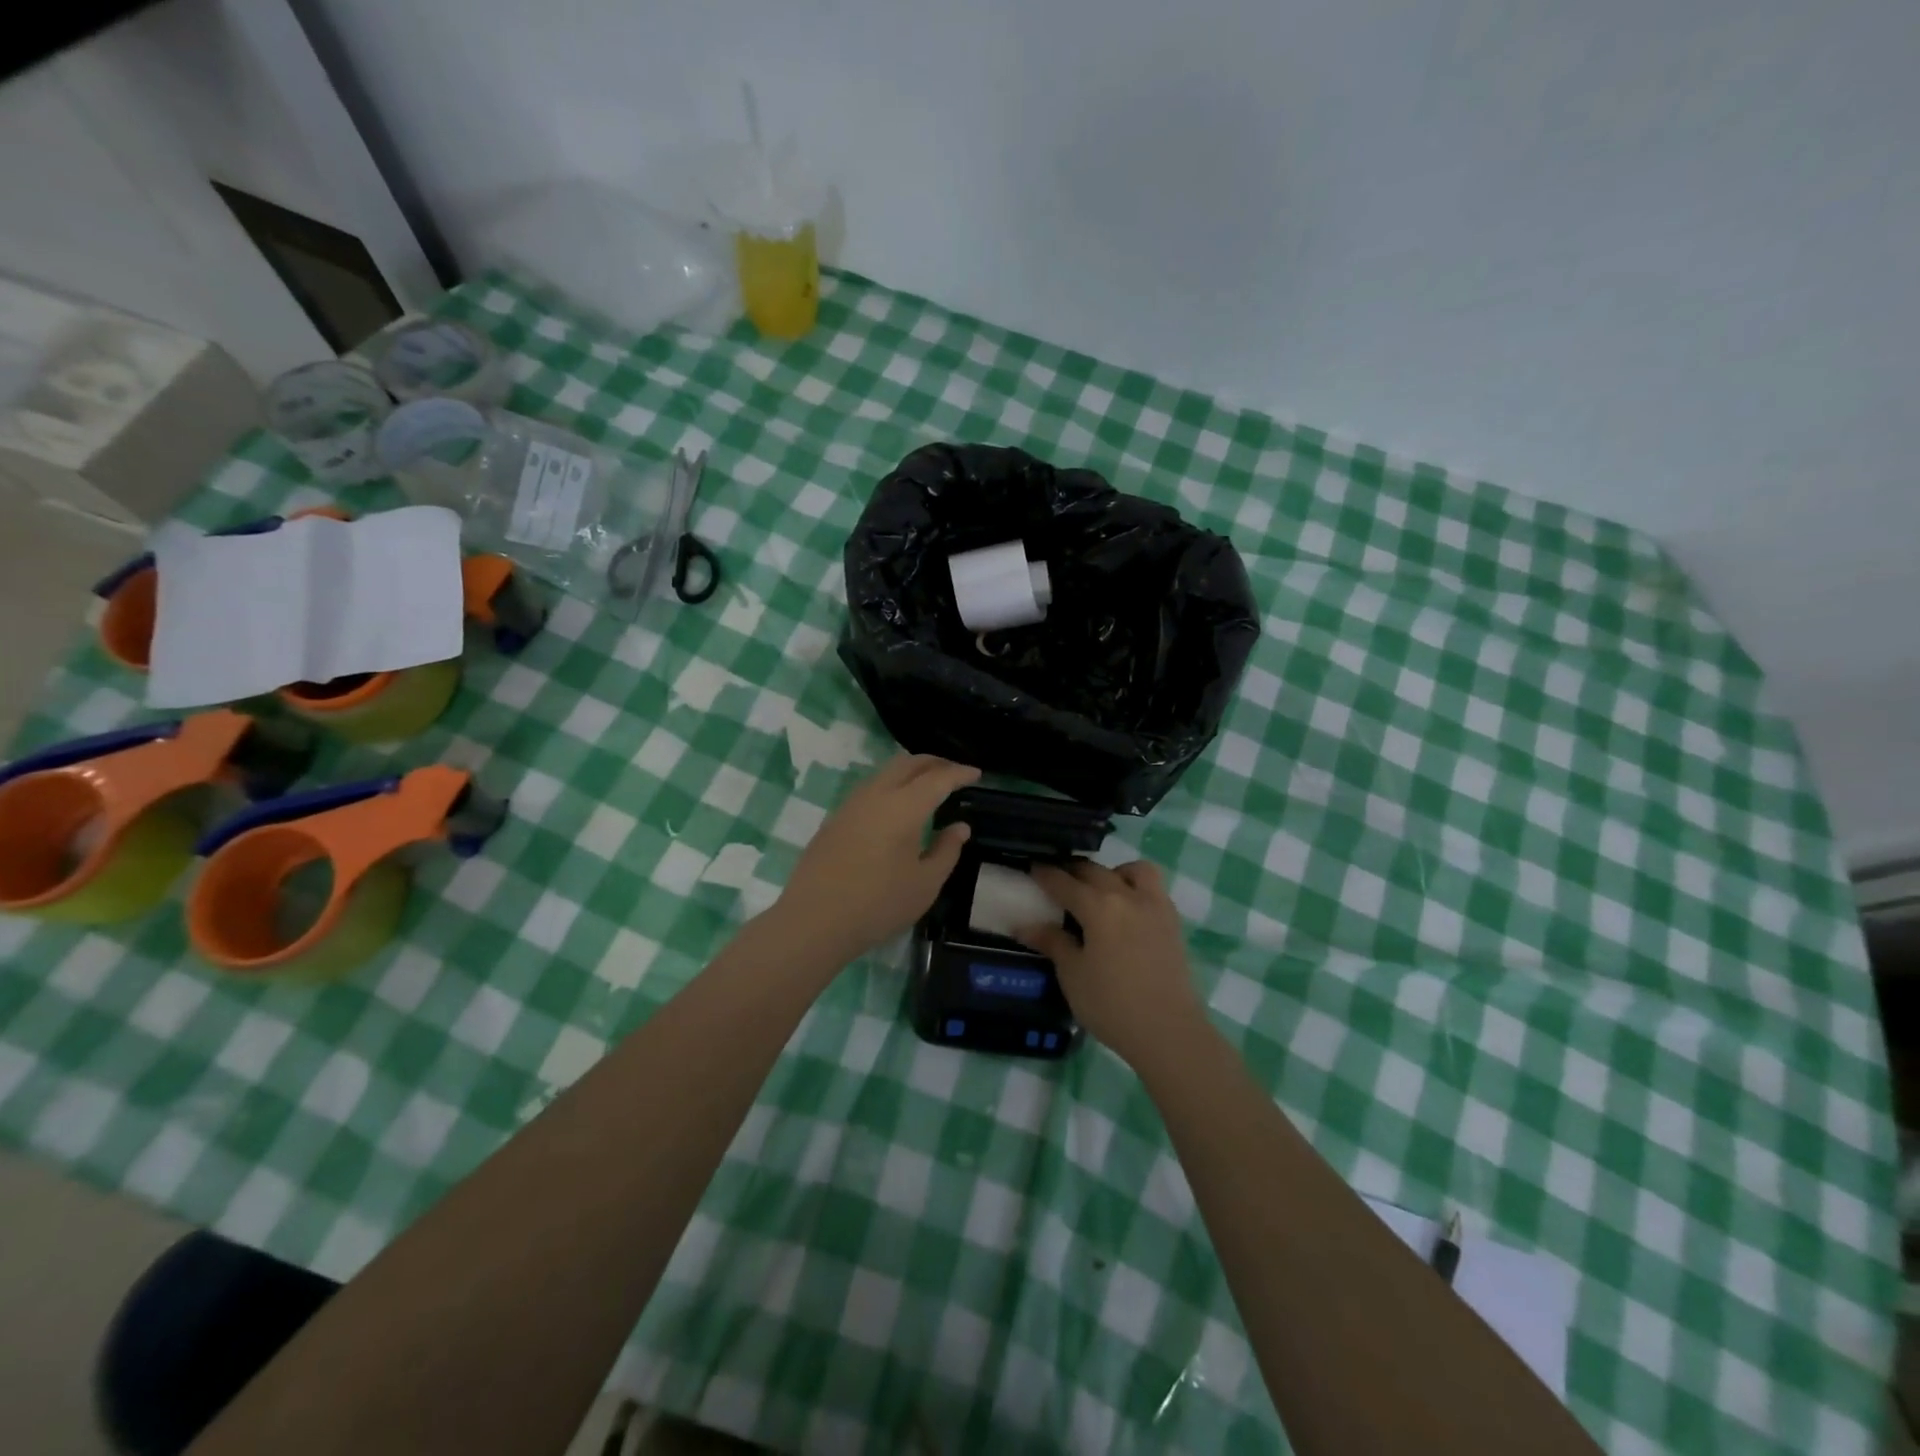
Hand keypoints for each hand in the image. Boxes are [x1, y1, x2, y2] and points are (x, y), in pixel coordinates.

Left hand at [768, 755, 979, 963]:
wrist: (813, 921)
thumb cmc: (878, 905)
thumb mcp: (925, 884)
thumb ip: (947, 850)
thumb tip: (960, 827)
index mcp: (903, 807)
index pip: (938, 778)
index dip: (959, 773)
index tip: (976, 774)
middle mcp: (876, 795)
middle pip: (908, 763)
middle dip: (934, 762)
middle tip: (954, 773)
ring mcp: (851, 804)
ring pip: (885, 772)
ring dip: (910, 772)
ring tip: (927, 787)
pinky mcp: (835, 818)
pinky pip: (870, 788)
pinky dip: (891, 786)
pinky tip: (897, 807)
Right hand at [1017, 859, 1203, 1063]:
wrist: (1168, 1031)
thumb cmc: (1112, 1004)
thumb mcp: (1073, 975)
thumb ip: (1052, 943)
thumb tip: (1025, 925)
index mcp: (1098, 906)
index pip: (1064, 882)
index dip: (1045, 874)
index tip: (1032, 869)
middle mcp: (1128, 896)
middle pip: (1096, 871)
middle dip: (1073, 871)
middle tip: (1058, 881)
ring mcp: (1155, 907)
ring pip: (1134, 870)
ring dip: (1113, 873)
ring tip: (1101, 891)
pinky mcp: (1173, 922)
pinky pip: (1154, 889)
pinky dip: (1136, 888)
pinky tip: (1127, 911)